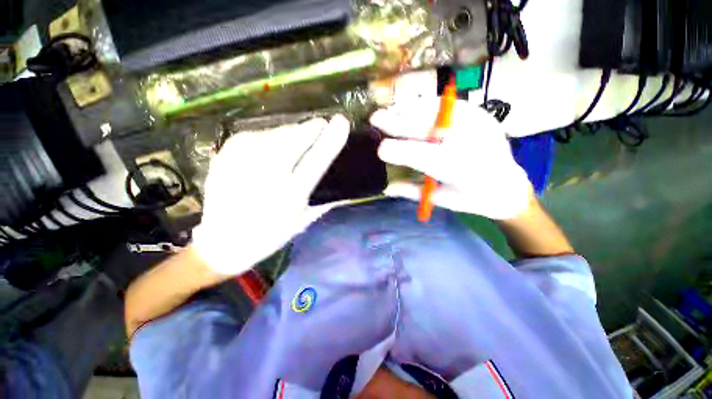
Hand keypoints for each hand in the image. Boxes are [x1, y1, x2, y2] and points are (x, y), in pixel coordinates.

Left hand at [192, 115, 349, 274]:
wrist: (221, 241)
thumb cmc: (269, 235)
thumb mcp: (303, 222)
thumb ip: (324, 202)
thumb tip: (344, 185)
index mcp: (289, 196)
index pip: (315, 162)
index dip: (330, 141)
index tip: (341, 122)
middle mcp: (266, 176)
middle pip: (293, 139)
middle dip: (310, 129)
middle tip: (319, 126)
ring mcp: (242, 161)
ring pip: (276, 133)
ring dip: (291, 132)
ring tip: (298, 138)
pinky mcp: (226, 154)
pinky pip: (257, 134)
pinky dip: (270, 135)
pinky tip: (272, 145)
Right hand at [371, 98, 532, 219]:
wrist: (507, 184)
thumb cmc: (473, 197)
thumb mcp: (441, 200)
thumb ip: (412, 192)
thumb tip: (386, 188)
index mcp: (458, 168)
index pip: (420, 155)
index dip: (398, 150)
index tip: (380, 150)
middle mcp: (467, 141)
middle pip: (424, 127)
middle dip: (396, 122)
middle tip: (374, 118)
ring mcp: (475, 122)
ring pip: (434, 109)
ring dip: (407, 109)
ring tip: (390, 111)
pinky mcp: (478, 113)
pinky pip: (445, 104)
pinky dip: (424, 105)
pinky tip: (411, 109)